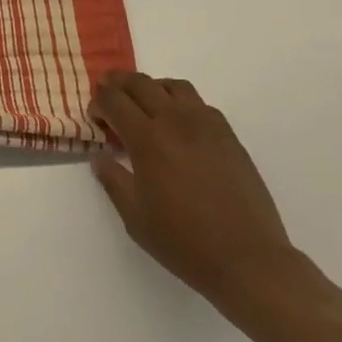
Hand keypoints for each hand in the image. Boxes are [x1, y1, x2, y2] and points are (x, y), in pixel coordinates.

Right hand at [89, 72, 315, 322]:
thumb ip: (113, 181)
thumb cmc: (184, 242)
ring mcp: (206, 125)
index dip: (98, 102)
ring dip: (151, 87)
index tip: (95, 116)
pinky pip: (199, 104)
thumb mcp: (135, 218)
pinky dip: (180, 103)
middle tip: (108, 94)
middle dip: (118, 83)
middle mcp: (176, 121)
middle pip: (141, 83)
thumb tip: (99, 157)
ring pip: (173, 86)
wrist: (247, 259)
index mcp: (148, 139)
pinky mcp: (228, 135)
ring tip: (144, 104)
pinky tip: (178, 125)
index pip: (114, 100)